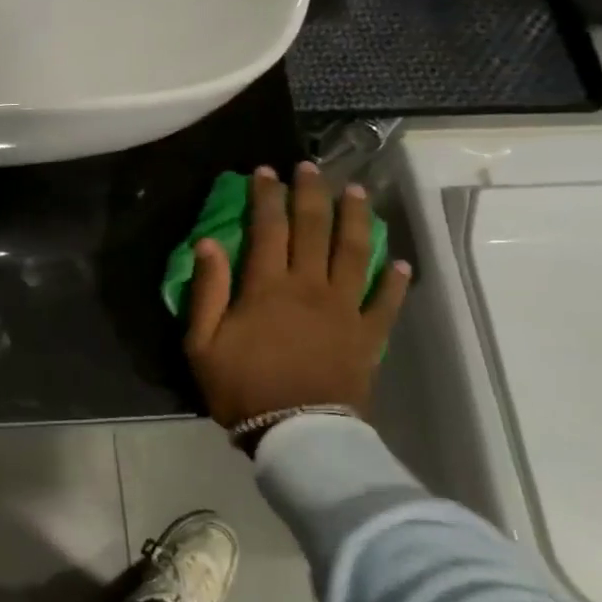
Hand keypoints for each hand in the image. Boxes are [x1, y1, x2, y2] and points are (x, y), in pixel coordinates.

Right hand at [185, 162, 411, 425]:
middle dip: (311, 193)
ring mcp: (345, 308)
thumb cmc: (241, 388)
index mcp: (268, 287)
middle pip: (315, 228)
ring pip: (355, 251)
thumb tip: (207, 243)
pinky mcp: (368, 335)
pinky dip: (395, 279)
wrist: (297, 434)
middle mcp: (310, 286)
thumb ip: (207, 290)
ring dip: (356, 218)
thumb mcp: (203, 343)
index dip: (265, 196)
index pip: (267, 228)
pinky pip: (387, 301)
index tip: (264, 172)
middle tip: (310, 168)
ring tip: (356, 192)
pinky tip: (399, 261)